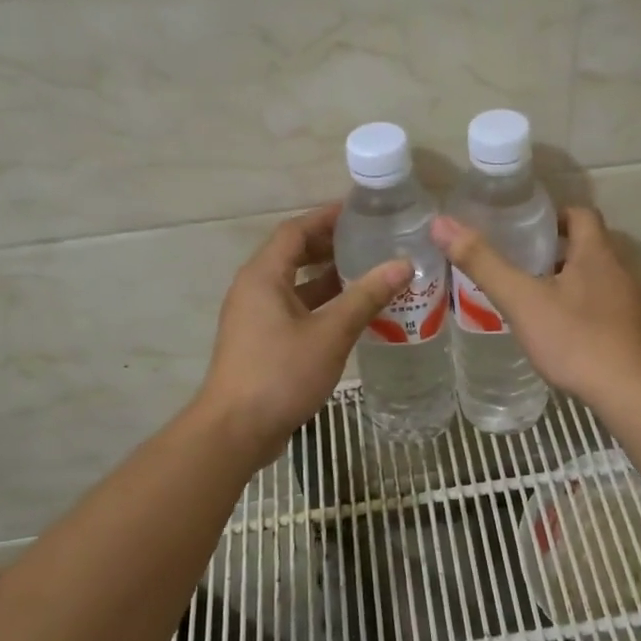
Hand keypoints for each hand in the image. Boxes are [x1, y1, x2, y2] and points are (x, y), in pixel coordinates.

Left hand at [195, 205, 409, 462]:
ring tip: (369, 274)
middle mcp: (254, 289)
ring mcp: (255, 318)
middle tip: (371, 242)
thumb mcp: (330, 332)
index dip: (327, 217)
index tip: (361, 212)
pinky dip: (321, 306)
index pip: (295, 230)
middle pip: (293, 255)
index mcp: (263, 276)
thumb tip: (403, 264)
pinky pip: (295, 310)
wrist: (237, 429)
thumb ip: (366, 296)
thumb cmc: (281, 373)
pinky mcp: (261, 343)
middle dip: (330, 246)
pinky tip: (352, 315)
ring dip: (328, 279)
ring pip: (295, 286)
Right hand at [431, 206, 640, 405]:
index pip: (581, 215)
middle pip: (591, 249)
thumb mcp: (522, 301)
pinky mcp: (640, 336)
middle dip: (559, 253)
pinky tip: (568, 340)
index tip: (527, 229)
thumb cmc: (576, 340)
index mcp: (597, 254)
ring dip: (574, 286)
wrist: (635, 395)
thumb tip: (441, 223)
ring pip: (602, 283)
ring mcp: (636, 306)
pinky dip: (588, 315)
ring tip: (539, 304)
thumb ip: (483, 263)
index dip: (555, 215)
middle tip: (523, 268)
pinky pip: (611, 313)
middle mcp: (623, 272)